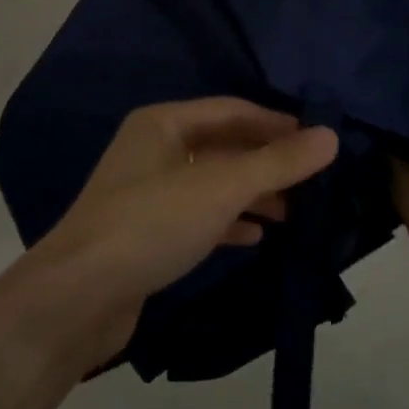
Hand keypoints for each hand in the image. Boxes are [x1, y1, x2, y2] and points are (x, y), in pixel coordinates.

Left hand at [8, 99, 337, 376]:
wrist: (78, 298)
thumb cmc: (152, 224)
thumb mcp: (220, 188)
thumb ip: (277, 163)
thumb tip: (330, 136)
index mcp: (163, 123)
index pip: (232, 110)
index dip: (277, 123)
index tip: (319, 142)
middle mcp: (153, 150)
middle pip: (223, 146)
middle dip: (267, 161)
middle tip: (315, 180)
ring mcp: (148, 193)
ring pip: (213, 183)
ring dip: (253, 194)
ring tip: (296, 211)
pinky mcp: (148, 234)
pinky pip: (199, 217)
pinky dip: (229, 222)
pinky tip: (257, 237)